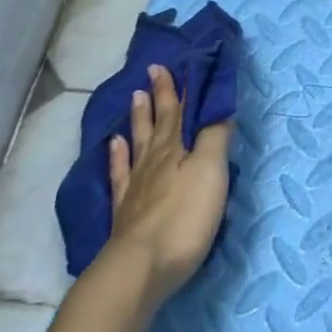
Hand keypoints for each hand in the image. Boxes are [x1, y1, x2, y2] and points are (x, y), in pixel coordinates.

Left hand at [100, 65, 231, 308]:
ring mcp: (136, 186)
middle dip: (158, 96)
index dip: (176, 88)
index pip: (178, 111)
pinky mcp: (126, 212)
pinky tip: (114, 145)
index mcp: (176, 149)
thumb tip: (218, 106)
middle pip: (157, 123)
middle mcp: (153, 161)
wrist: (141, 267)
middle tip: (151, 71)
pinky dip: (117, 156)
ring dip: (138, 119)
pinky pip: (120, 174)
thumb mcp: (210, 172)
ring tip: (134, 97)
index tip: (168, 64)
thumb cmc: (184, 217)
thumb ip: (215, 137)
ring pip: (137, 143)